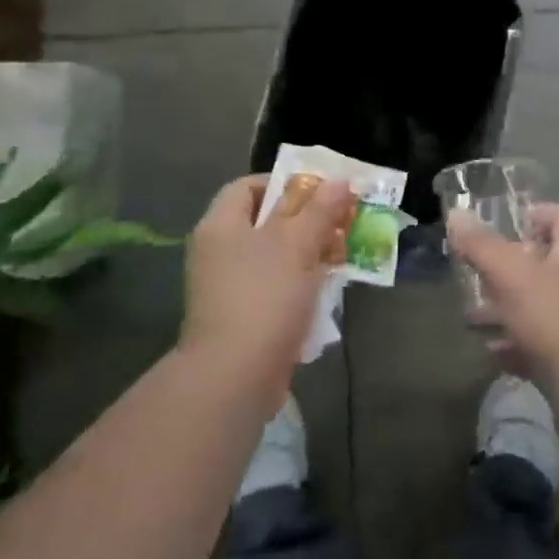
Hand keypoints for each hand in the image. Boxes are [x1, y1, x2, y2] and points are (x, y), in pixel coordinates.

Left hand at [180, 174, 355, 415]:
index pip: (248, 186)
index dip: (283, 183)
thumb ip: (320, 210)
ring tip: (340, 257)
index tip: (319, 193)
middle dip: (305, 222)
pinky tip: (325, 295)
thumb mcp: (298, 245)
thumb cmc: (263, 297)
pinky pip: (273, 291)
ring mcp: (226, 289)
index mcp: (220, 225)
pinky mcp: (240, 320)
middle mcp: (217, 252)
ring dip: (307, 257)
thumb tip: (341, 180)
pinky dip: (298, 289)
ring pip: (273, 259)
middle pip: (265, 223)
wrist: (233, 378)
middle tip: (339, 224)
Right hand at [448, 204, 558, 409]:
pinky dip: (516, 343)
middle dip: (506, 267)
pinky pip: (542, 342)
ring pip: (539, 304)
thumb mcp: (513, 276)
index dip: (532, 213)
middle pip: (545, 261)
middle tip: (474, 272)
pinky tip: (491, 351)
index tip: (500, 225)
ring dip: (505, 308)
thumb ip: (482, 245)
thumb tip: (456, 214)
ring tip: (472, 316)